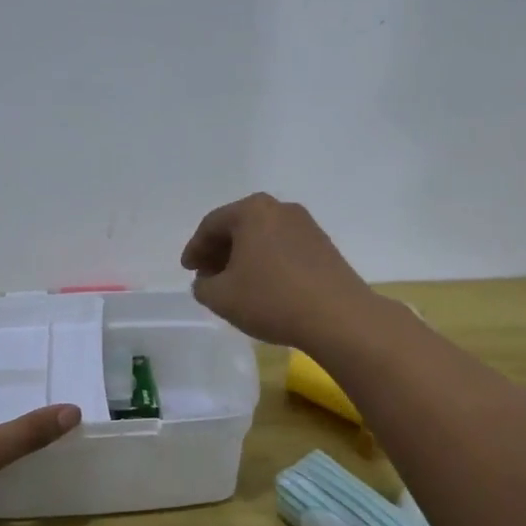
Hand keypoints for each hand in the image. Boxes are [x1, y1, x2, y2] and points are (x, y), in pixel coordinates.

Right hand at [180, 193, 376, 348]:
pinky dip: (267, 262)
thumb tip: (207, 280)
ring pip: (263, 237)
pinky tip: (264, 287)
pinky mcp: (324, 246)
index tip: (188, 270)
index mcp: (252, 210)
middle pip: (239, 226)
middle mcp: (280, 208)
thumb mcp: (221, 297)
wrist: (338, 316)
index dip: (195, 248)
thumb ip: (203, 285)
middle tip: (207, 276)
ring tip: (234, 284)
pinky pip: (284, 248)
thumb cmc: (271, 299)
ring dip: (244, 257)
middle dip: (220, 251)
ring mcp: (306, 225)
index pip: (211, 225)